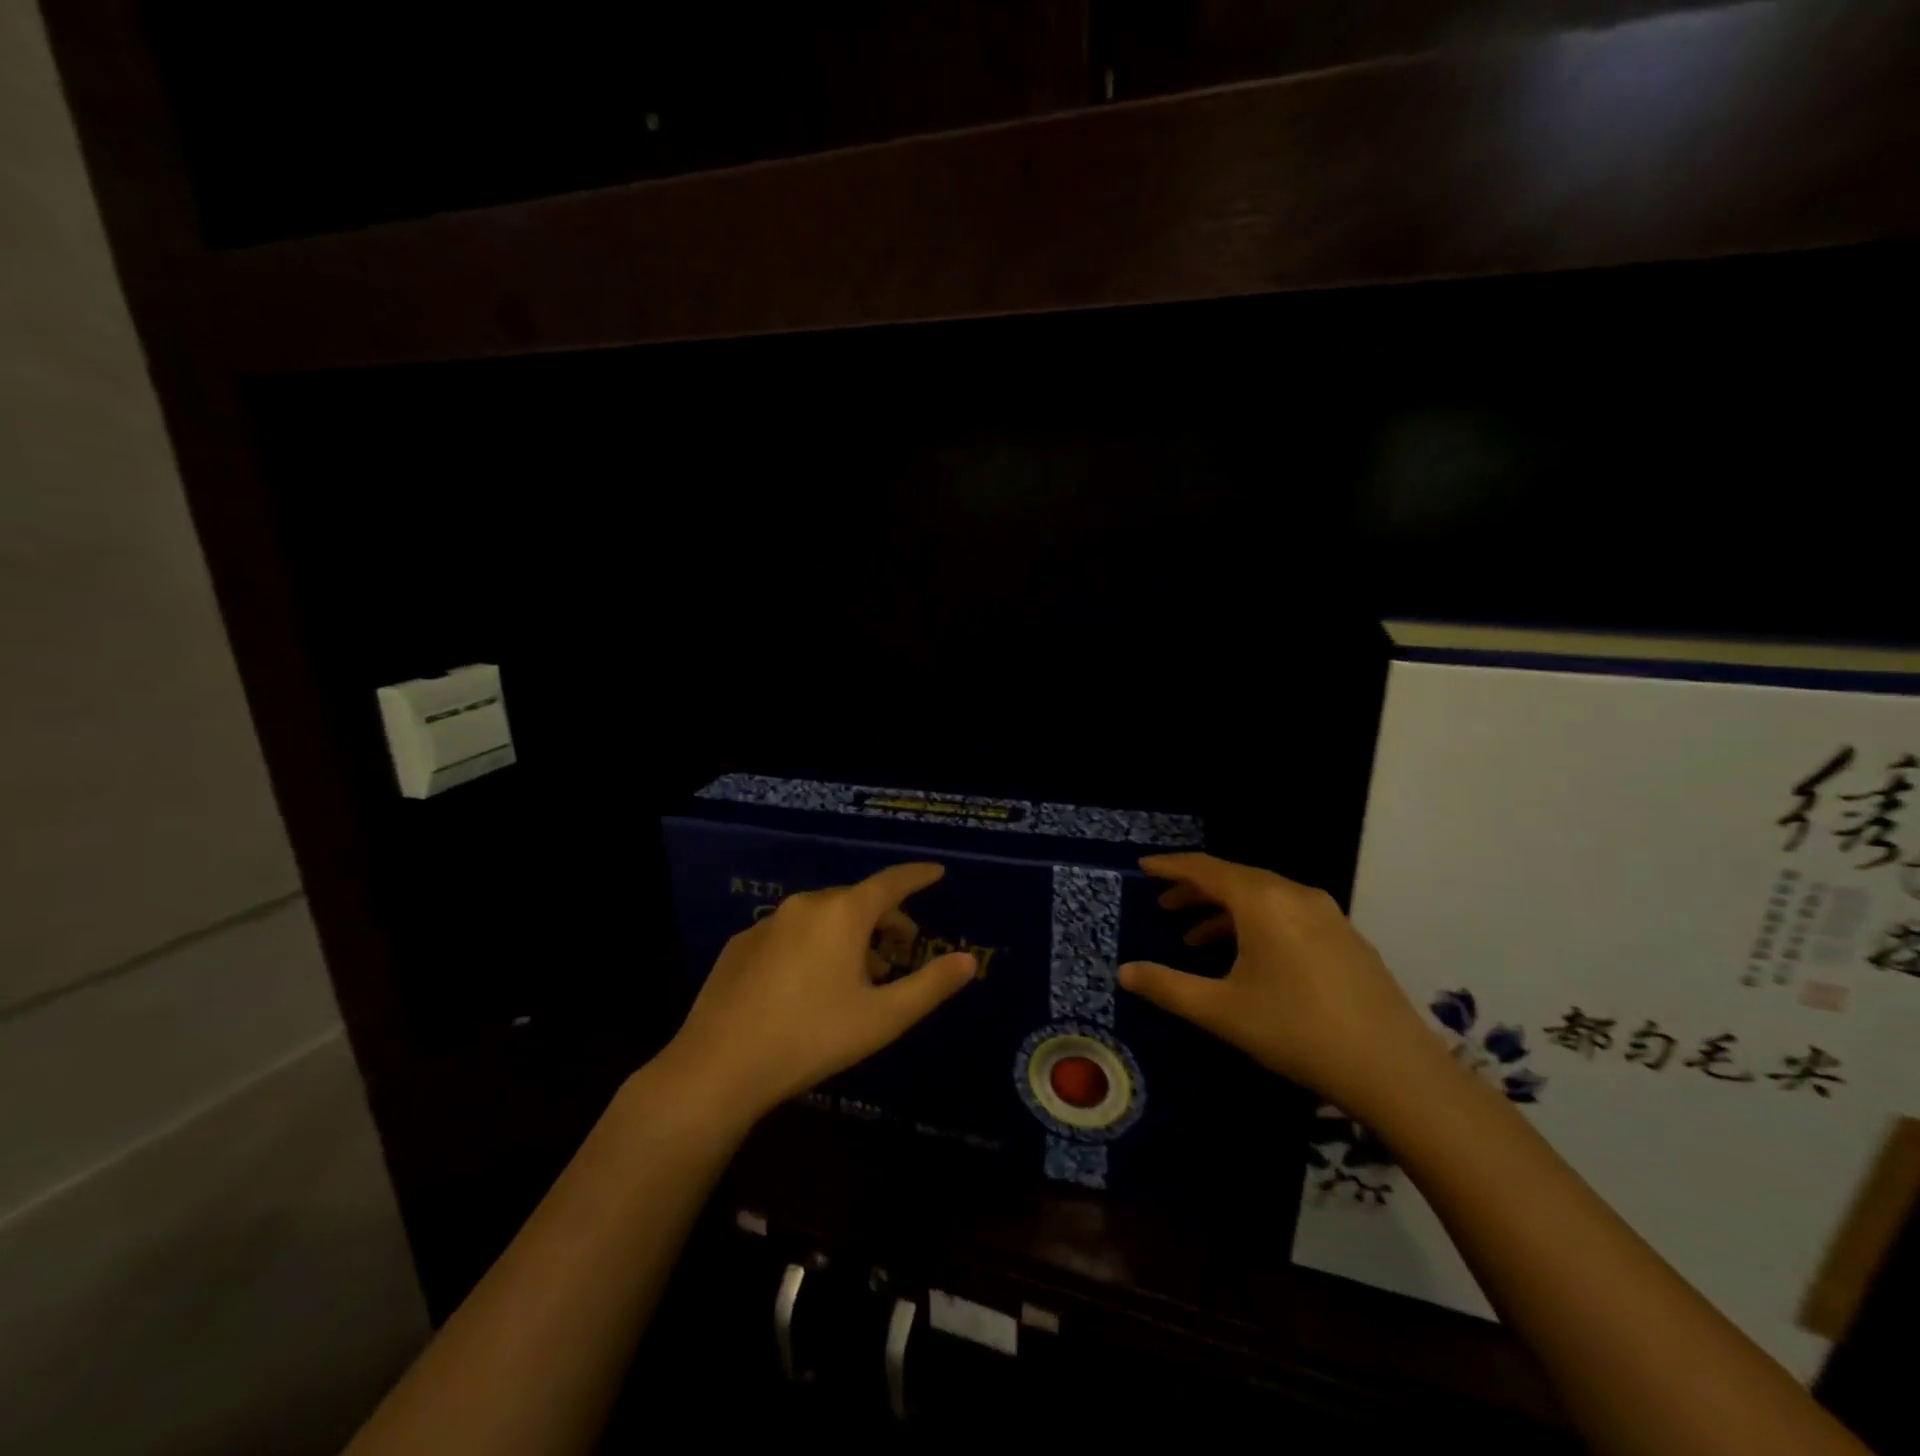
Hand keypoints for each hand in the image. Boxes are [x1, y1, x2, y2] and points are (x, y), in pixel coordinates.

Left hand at [664, 863, 977, 1123]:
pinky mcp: (741, 944)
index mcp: (843, 914)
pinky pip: (791, 933)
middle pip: (857, 901)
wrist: (719, 1067)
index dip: (917, 877)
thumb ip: (930, 986)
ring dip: (849, 936)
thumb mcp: (882, 1018)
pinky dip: (812, 945)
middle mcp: (806, 905)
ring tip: (857, 976)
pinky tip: (808, 985)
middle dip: (885, 920)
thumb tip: (969, 961)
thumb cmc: (812, 1037)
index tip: (936, 872)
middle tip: (901, 953)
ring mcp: (768, 922)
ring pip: (822, 917)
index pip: (891, 882)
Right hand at [1120, 853, 1437, 1113]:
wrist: (1395, 1070)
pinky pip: (1287, 914)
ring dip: (1224, 911)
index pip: (1205, 869)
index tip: (1144, 868)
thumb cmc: (1296, 1030)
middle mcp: (1295, 895)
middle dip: (1195, 891)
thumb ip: (1167, 986)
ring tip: (1195, 940)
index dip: (1171, 867)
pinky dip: (1255, 924)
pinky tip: (1248, 958)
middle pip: (1234, 879)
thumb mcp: (1221, 1010)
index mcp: (1262, 901)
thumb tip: (1124, 971)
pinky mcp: (1346, 938)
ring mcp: (1327, 915)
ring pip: (1263, 898)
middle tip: (1164, 907)